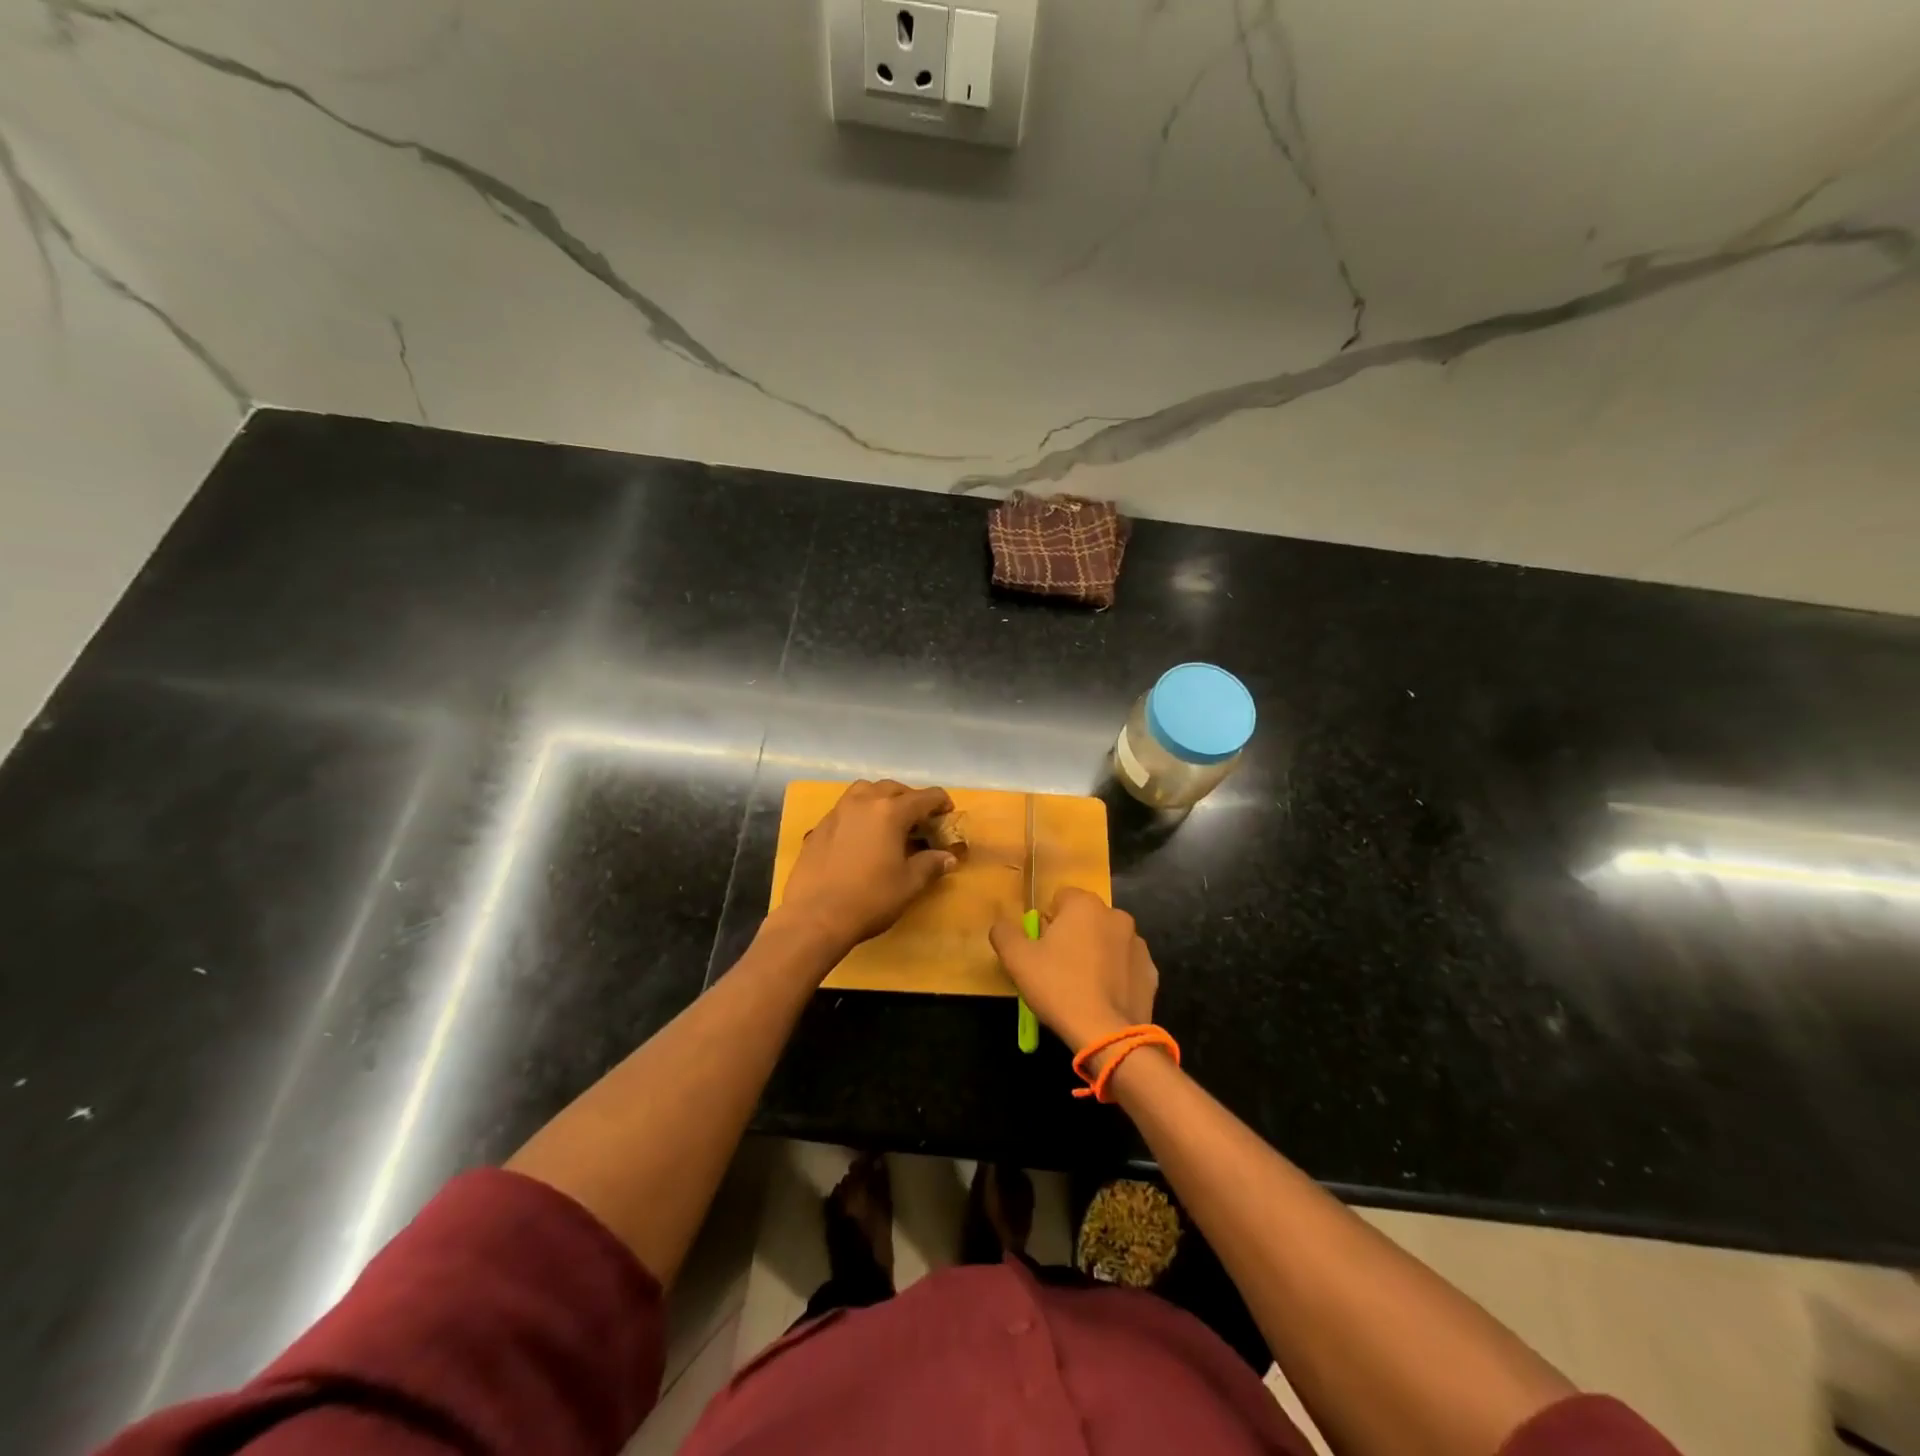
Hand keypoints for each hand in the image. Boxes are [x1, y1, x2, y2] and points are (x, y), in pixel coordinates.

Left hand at [779, 780, 956, 953]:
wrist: (815, 916)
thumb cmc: (870, 899)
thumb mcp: (909, 884)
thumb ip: (931, 865)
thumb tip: (948, 857)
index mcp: (890, 812)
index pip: (924, 797)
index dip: (940, 802)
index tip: (948, 812)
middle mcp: (863, 802)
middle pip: (893, 788)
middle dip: (910, 798)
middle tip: (919, 819)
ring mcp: (838, 812)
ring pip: (864, 790)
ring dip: (881, 797)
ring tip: (888, 819)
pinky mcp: (819, 826)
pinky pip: (845, 808)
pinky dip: (860, 812)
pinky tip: (861, 835)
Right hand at [990, 888, 1158, 1051]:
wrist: (1108, 1034)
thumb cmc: (1059, 988)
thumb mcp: (1017, 960)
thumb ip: (1004, 933)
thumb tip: (1002, 925)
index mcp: (1085, 905)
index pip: (1060, 898)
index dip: (1047, 922)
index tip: (1041, 948)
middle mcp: (1116, 915)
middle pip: (1085, 919)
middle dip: (1072, 936)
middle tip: (1057, 969)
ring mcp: (1137, 943)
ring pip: (1107, 941)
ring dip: (1095, 953)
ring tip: (1081, 986)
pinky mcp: (1151, 971)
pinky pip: (1125, 965)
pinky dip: (1115, 974)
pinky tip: (1103, 997)